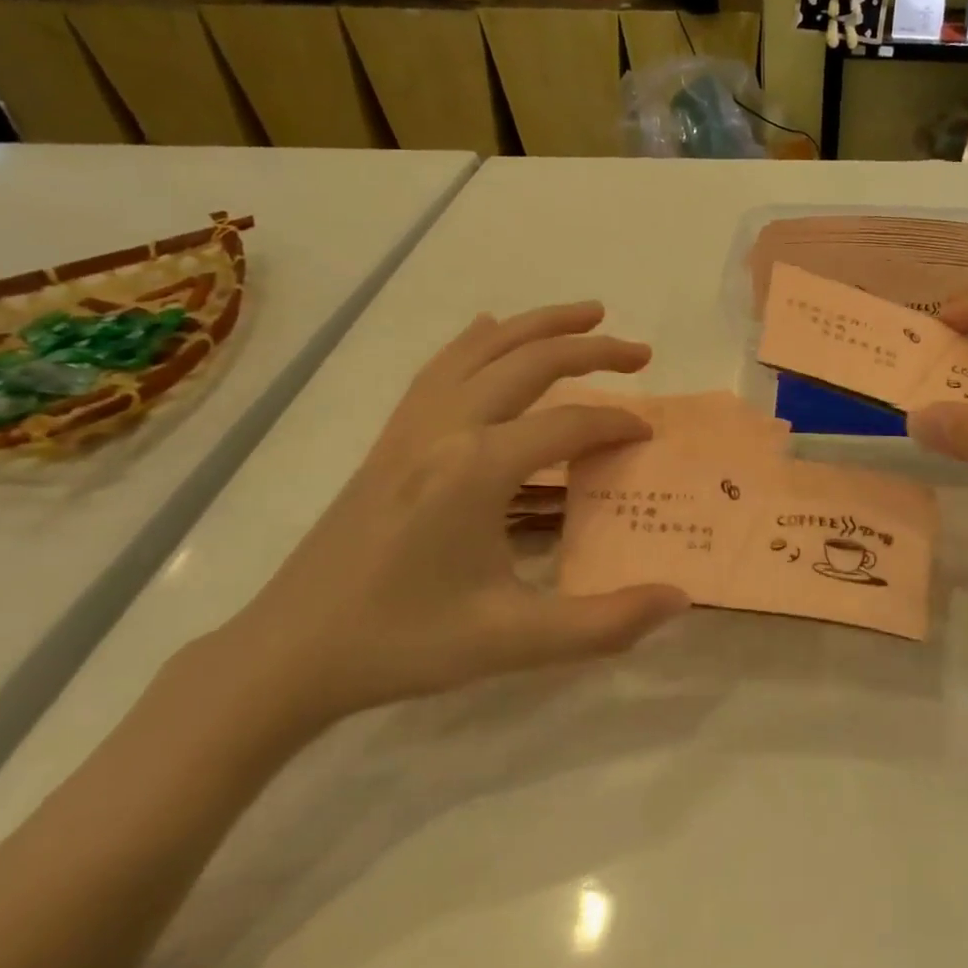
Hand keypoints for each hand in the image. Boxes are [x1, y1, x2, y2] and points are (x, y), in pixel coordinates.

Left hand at [218, 303, 689, 730]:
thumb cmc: (403, 643)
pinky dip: (478, 341)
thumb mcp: (512, 642)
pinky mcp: (391, 438)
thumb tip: (679, 598)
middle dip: (593, 349)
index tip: (649, 437)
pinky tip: (490, 331)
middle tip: (642, 353)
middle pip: (530, 362)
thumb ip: (604, 623)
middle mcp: (446, 429)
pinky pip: (442, 368)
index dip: (617, 424)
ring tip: (586, 315)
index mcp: (477, 468)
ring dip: (539, 325)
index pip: (569, 425)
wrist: (289, 653)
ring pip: (483, 349)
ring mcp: (411, 427)